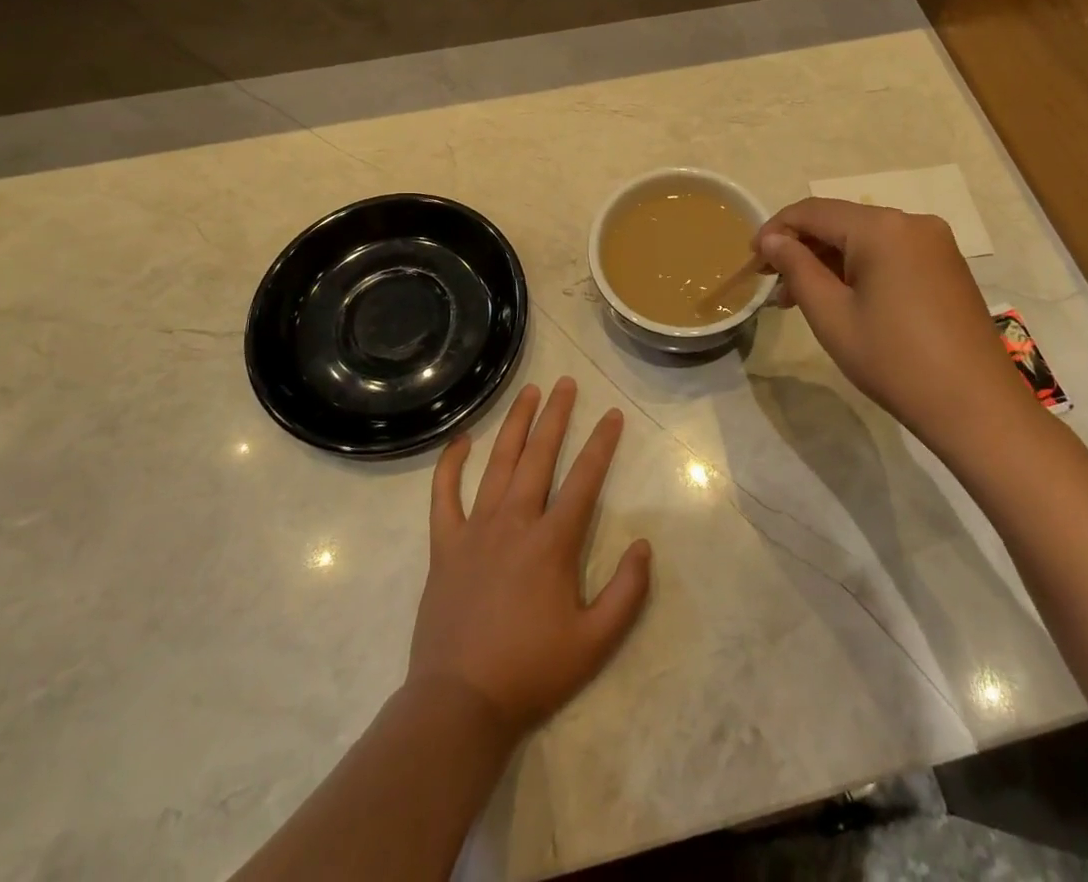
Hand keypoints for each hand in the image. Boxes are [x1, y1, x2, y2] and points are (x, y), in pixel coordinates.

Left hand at [407, 377, 652, 739]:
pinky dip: (450, 464)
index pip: (584, 479)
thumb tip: (643, 545)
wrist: (460, 703)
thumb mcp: (595, 643)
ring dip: (515, 424)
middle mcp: (514, 521)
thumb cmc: (531, 671)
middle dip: (557, 416)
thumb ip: (627, 593)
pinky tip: (461, 440)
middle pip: (539, 455)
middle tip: (567, 383)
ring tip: (529, 393)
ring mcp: (475, 529)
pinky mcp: (445, 545)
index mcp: (552, 542)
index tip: (613, 415)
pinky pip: (443, 494)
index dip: (601, 444)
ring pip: (497, 463)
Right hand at [755, 198, 1030, 442]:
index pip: (813, 211)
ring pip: (865, 238)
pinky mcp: (946, 266)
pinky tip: (841, 297)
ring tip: (799, 297)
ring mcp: (934, 243)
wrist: (976, 408)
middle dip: (802, 247)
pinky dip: (858, 268)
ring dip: (828, 260)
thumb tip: (772, 240)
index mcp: (882, 228)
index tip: (751, 259)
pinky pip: (890, 253)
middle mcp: (911, 222)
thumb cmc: (894, 360)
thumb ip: (796, 268)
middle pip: (840, 221)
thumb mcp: (831, 315)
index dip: (775, 230)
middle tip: (771, 283)